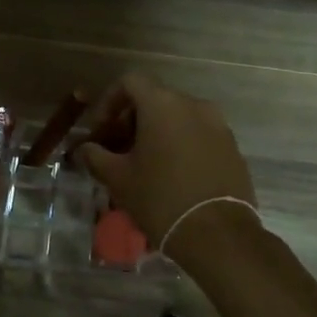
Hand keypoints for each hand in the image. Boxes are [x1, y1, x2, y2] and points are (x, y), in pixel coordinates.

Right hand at [75, 73, 255, 249]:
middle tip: (117, 149)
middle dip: (131, 119)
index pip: (130, 81)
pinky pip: (199, 135)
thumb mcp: (118, 178)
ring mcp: (218, 125)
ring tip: (144, 164)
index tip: (100, 129)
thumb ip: (96, 156)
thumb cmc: (160, 199)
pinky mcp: (232, 147)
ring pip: (179, 117)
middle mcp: (194, 105)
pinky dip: (181, 145)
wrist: (218, 234)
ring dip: (157, 133)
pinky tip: (172, 175)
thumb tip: (84, 148)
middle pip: (155, 99)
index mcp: (163, 104)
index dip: (109, 101)